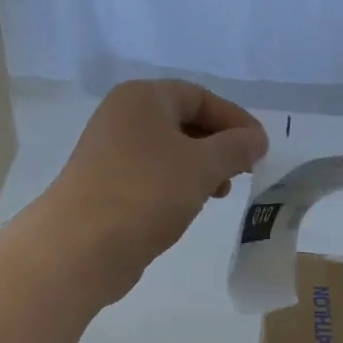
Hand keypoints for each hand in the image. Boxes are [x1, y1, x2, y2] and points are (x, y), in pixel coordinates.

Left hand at [43, 79, 267, 298]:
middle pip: (182, 122)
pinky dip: (176, 187)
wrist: (82, 245)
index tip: (260, 148)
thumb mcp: (202, 166)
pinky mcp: (105, 187)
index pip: (199, 96)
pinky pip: (151, 177)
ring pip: (167, 153)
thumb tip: (256, 139)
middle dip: (218, 146)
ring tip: (219, 193)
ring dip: (199, 169)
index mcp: (142, 98)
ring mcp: (109, 153)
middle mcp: (122, 118)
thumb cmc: (146, 193)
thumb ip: (235, 148)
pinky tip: (189, 207)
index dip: (234, 119)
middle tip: (243, 172)